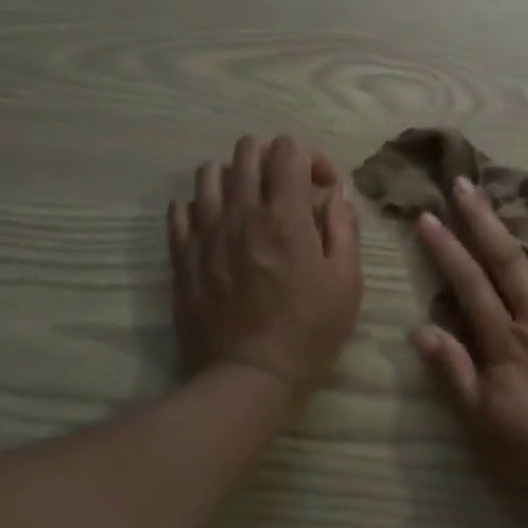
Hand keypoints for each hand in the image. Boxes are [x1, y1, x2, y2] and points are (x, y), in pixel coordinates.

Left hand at [168, 136, 362, 405]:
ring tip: (252, 206)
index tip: (323, 188)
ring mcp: (204, 232)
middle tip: (290, 192)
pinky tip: (221, 228)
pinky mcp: (181, 255)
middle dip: (275, 160)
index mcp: (284, 216)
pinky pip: (181, 207)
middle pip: (247, 149)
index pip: (288, 148)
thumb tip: (339, 192)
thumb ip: (344, 228)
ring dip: (237, 178)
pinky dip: (203, 206)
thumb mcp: (346, 282)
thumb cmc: (308, 332)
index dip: (311, 157)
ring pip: (209, 171)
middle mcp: (240, 212)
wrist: (248, 378)